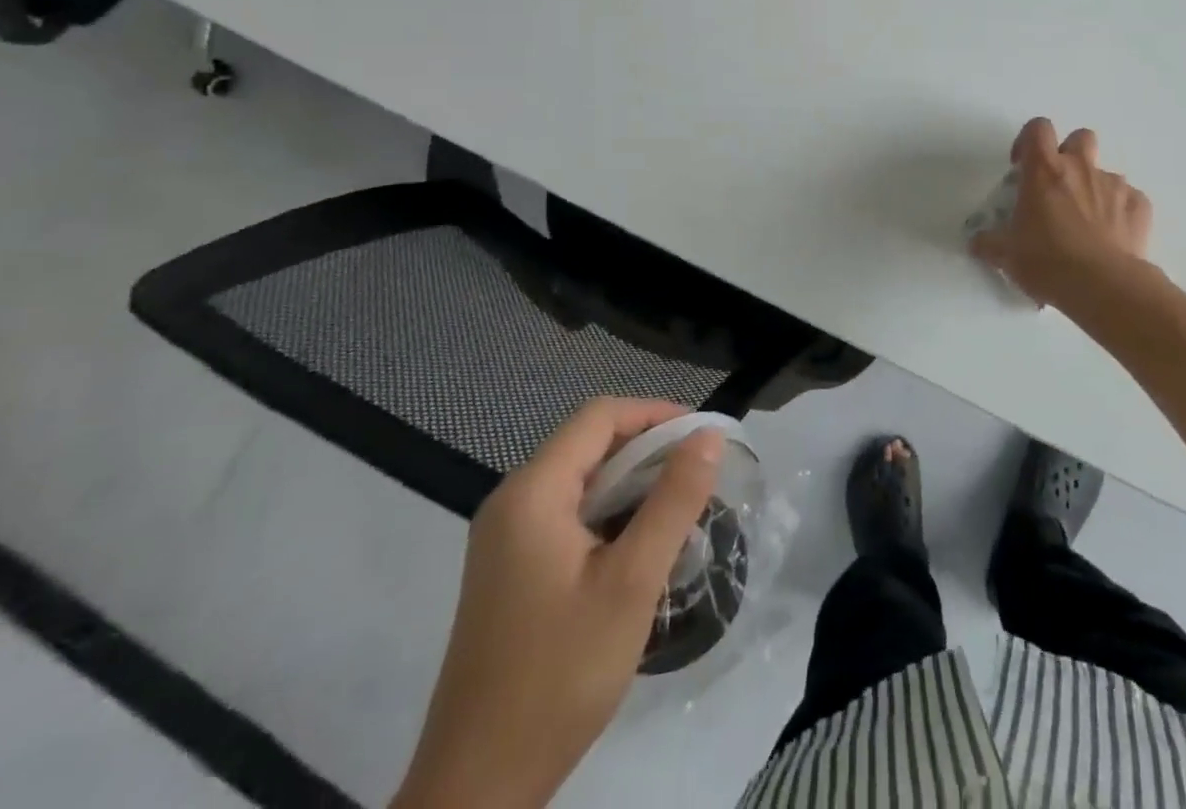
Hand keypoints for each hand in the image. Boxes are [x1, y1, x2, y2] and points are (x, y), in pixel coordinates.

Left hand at [393, 398, 722, 808]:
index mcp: (532, 492)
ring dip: (633, 484)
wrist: (477, 789)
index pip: (600, 417)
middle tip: (701, 475)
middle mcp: (511, 502)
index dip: (656, 414)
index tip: (703, 437)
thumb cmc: (559, 674)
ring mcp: (505, 538)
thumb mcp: (632, 582)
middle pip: (590, 444)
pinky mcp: (510, 571)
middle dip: (649, 450)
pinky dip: (610, 514)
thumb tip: (708, 436)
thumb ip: (673, 500)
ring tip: (681, 509)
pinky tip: (641, 547)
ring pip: (582, 481)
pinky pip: (568, 516)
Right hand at [970, 118, 1152, 307]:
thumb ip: (989, 243)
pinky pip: (1129, 199)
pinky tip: (1112, 238)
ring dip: (1094, 188)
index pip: (1038, 128)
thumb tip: (977, 243)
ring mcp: (1114, 185)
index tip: (1022, 165)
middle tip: (1059, 186)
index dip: (1029, 140)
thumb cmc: (1047, 262)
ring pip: (1105, 172)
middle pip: (1080, 138)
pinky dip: (1119, 212)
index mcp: (1044, 170)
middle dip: (1070, 154)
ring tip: (1087, 222)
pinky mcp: (1140, 206)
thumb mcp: (1007, 255)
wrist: (1104, 286)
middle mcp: (1081, 168)